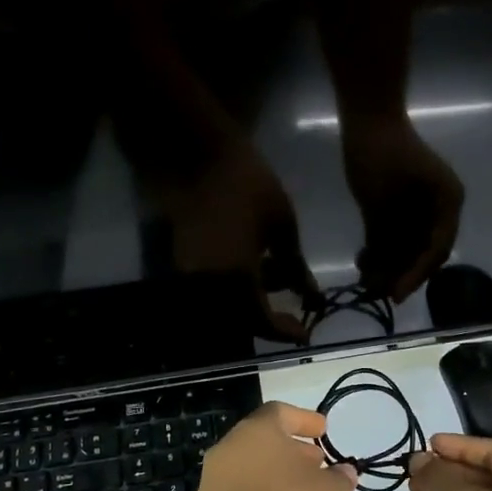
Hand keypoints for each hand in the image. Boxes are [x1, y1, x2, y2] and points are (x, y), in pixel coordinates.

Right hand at [159, 136, 316, 341]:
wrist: (198, 156)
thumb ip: (295, 266)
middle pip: (239, 323)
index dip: (285, 332)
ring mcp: (191, 277)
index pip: (262, 322)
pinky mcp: (182, 264)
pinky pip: (210, 293)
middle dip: (267, 322)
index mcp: (236, 280)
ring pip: (223, 310)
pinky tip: (253, 270)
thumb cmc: (248, 184)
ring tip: (275, 280)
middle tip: (291, 314)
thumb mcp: (282, 225)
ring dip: (250, 306)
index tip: (305, 334)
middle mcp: (208, 287)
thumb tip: (309, 295)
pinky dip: (233, 292)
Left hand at [198, 402, 358, 490]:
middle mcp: (227, 450)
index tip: (323, 432)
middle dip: (290, 450)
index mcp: (255, 431)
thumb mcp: (335, 490)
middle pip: (260, 440)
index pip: (278, 412)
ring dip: (274, 475)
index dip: (304, 420)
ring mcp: (212, 485)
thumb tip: (341, 473)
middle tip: (316, 464)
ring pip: (247, 469)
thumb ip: (339, 475)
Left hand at [341, 113, 463, 302]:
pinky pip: (393, 235)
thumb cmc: (381, 154)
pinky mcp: (397, 206)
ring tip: (365, 276)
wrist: (367, 118)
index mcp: (448, 203)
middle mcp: (438, 209)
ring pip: (406, 246)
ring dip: (387, 262)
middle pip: (423, 251)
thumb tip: (383, 276)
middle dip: (399, 272)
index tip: (396, 294)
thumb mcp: (383, 200)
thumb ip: (386, 238)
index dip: (417, 275)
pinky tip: (363, 259)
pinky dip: (379, 248)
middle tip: (377, 291)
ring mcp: (418, 207)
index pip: (437, 249)